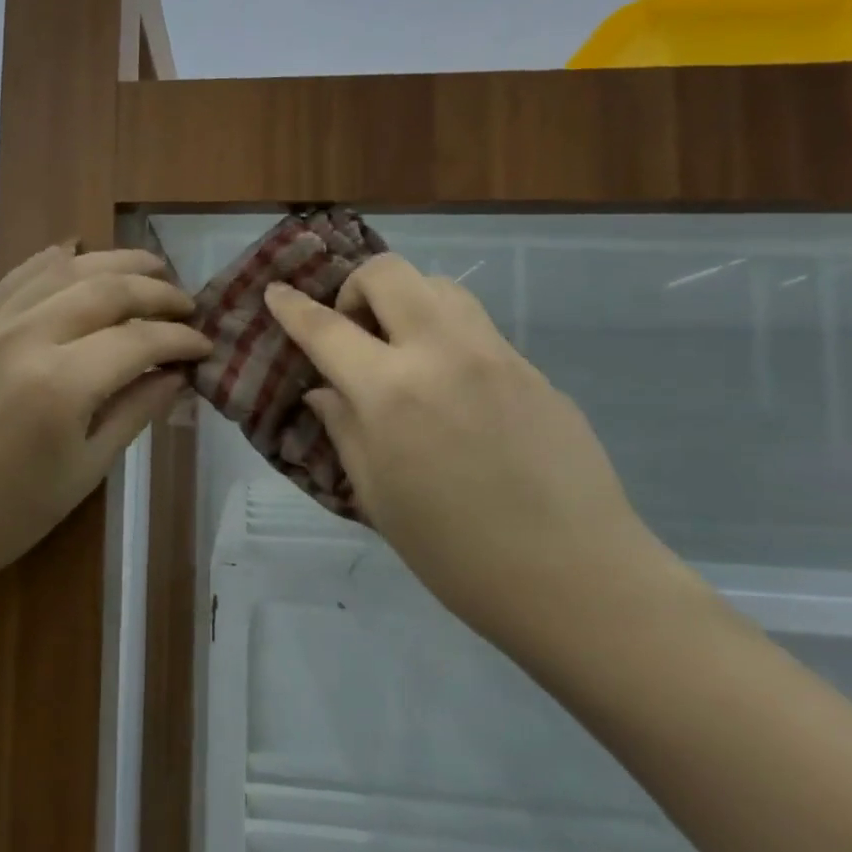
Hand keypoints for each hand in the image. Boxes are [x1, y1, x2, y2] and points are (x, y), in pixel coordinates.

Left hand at [0, 243, 210, 605]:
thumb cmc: (8, 516)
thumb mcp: (85, 470)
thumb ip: (136, 410)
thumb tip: (177, 374)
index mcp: (61, 383)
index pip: (138, 340)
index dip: (179, 340)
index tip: (205, 346)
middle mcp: (26, 337)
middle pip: (105, 289)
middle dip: (155, 290)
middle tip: (187, 304)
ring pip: (63, 270)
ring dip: (112, 262)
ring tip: (149, 266)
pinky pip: (17, 278)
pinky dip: (54, 262)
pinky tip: (78, 255)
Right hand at [265, 254, 684, 647]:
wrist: (575, 578)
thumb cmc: (455, 553)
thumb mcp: (377, 495)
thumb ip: (344, 428)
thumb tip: (324, 390)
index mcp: (391, 392)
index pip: (326, 329)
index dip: (292, 307)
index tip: (276, 291)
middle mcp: (442, 354)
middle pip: (389, 273)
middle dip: (356, 287)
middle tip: (353, 331)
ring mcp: (495, 355)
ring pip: (440, 286)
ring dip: (406, 301)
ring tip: (401, 348)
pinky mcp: (533, 369)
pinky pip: (477, 326)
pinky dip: (446, 334)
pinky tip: (450, 387)